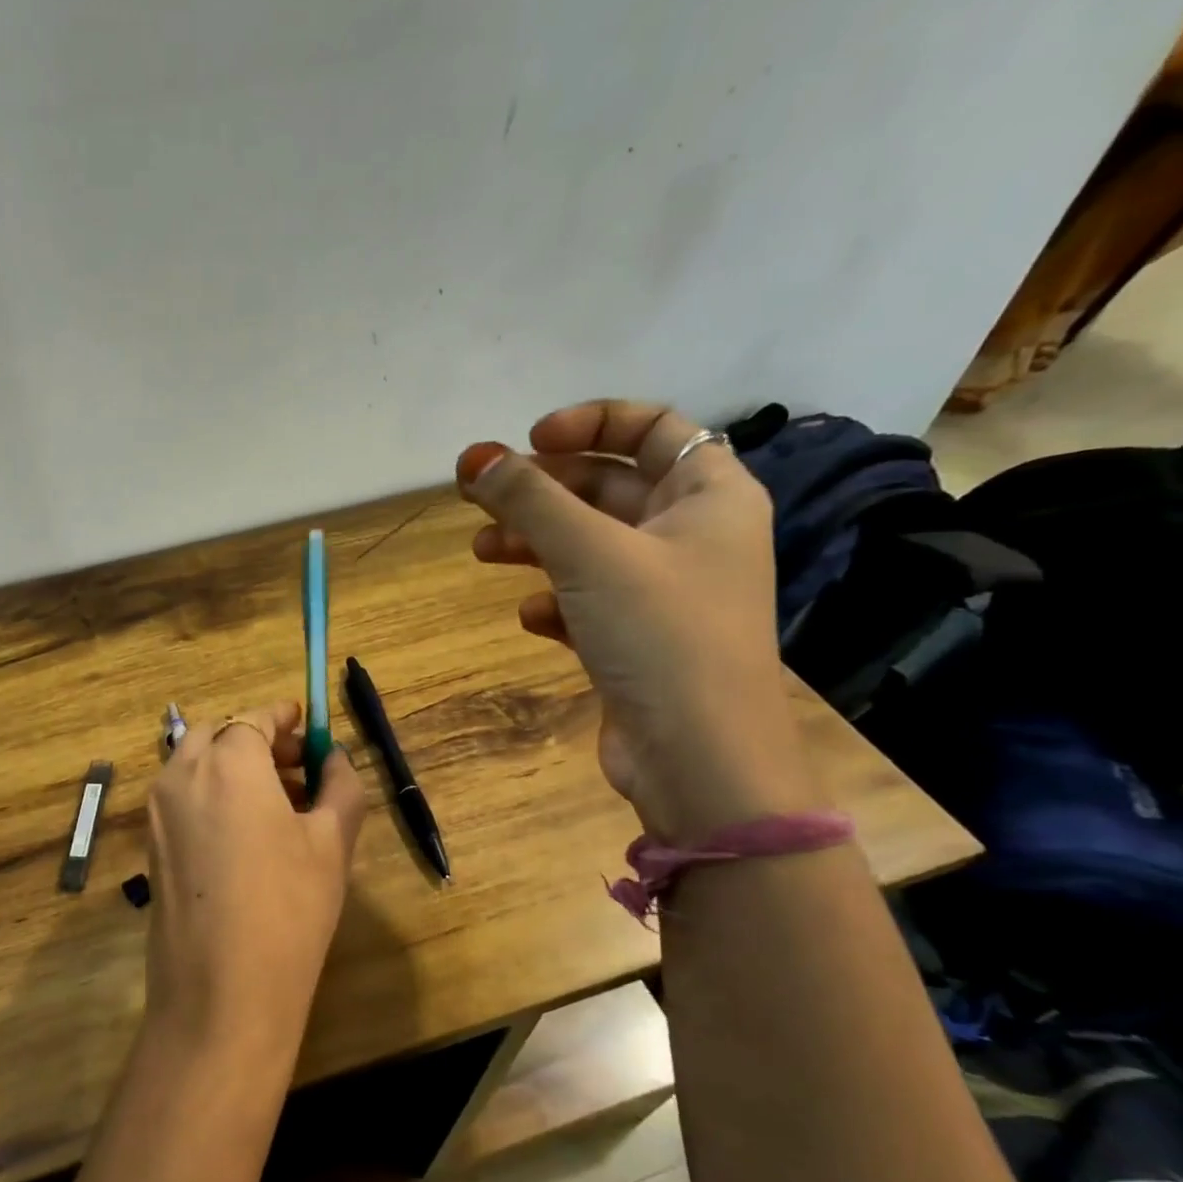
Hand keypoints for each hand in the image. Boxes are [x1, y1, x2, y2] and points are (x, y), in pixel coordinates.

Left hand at [145, 700, 368, 1064]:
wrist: (219, 995)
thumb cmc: (289, 908)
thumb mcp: (332, 842)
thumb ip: (340, 785)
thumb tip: (335, 756)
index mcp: (228, 762)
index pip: (253, 718)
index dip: (282, 717)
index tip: (306, 722)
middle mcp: (182, 775)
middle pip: (218, 736)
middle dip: (257, 740)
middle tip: (297, 766)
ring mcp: (158, 811)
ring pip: (195, 765)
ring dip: (233, 766)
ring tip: (279, 802)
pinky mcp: (150, 845)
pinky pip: (182, 798)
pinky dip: (212, 794)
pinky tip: (246, 833)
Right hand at [457, 400, 818, 842]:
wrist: (699, 758)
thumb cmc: (659, 634)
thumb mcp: (589, 553)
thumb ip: (528, 499)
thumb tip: (474, 457)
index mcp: (708, 495)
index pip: (651, 428)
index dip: (588, 423)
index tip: (529, 442)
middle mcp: (692, 536)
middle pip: (608, 489)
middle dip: (542, 491)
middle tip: (479, 499)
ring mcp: (665, 593)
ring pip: (590, 548)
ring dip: (535, 543)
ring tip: (482, 552)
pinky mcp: (639, 641)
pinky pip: (588, 602)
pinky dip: (555, 600)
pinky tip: (529, 616)